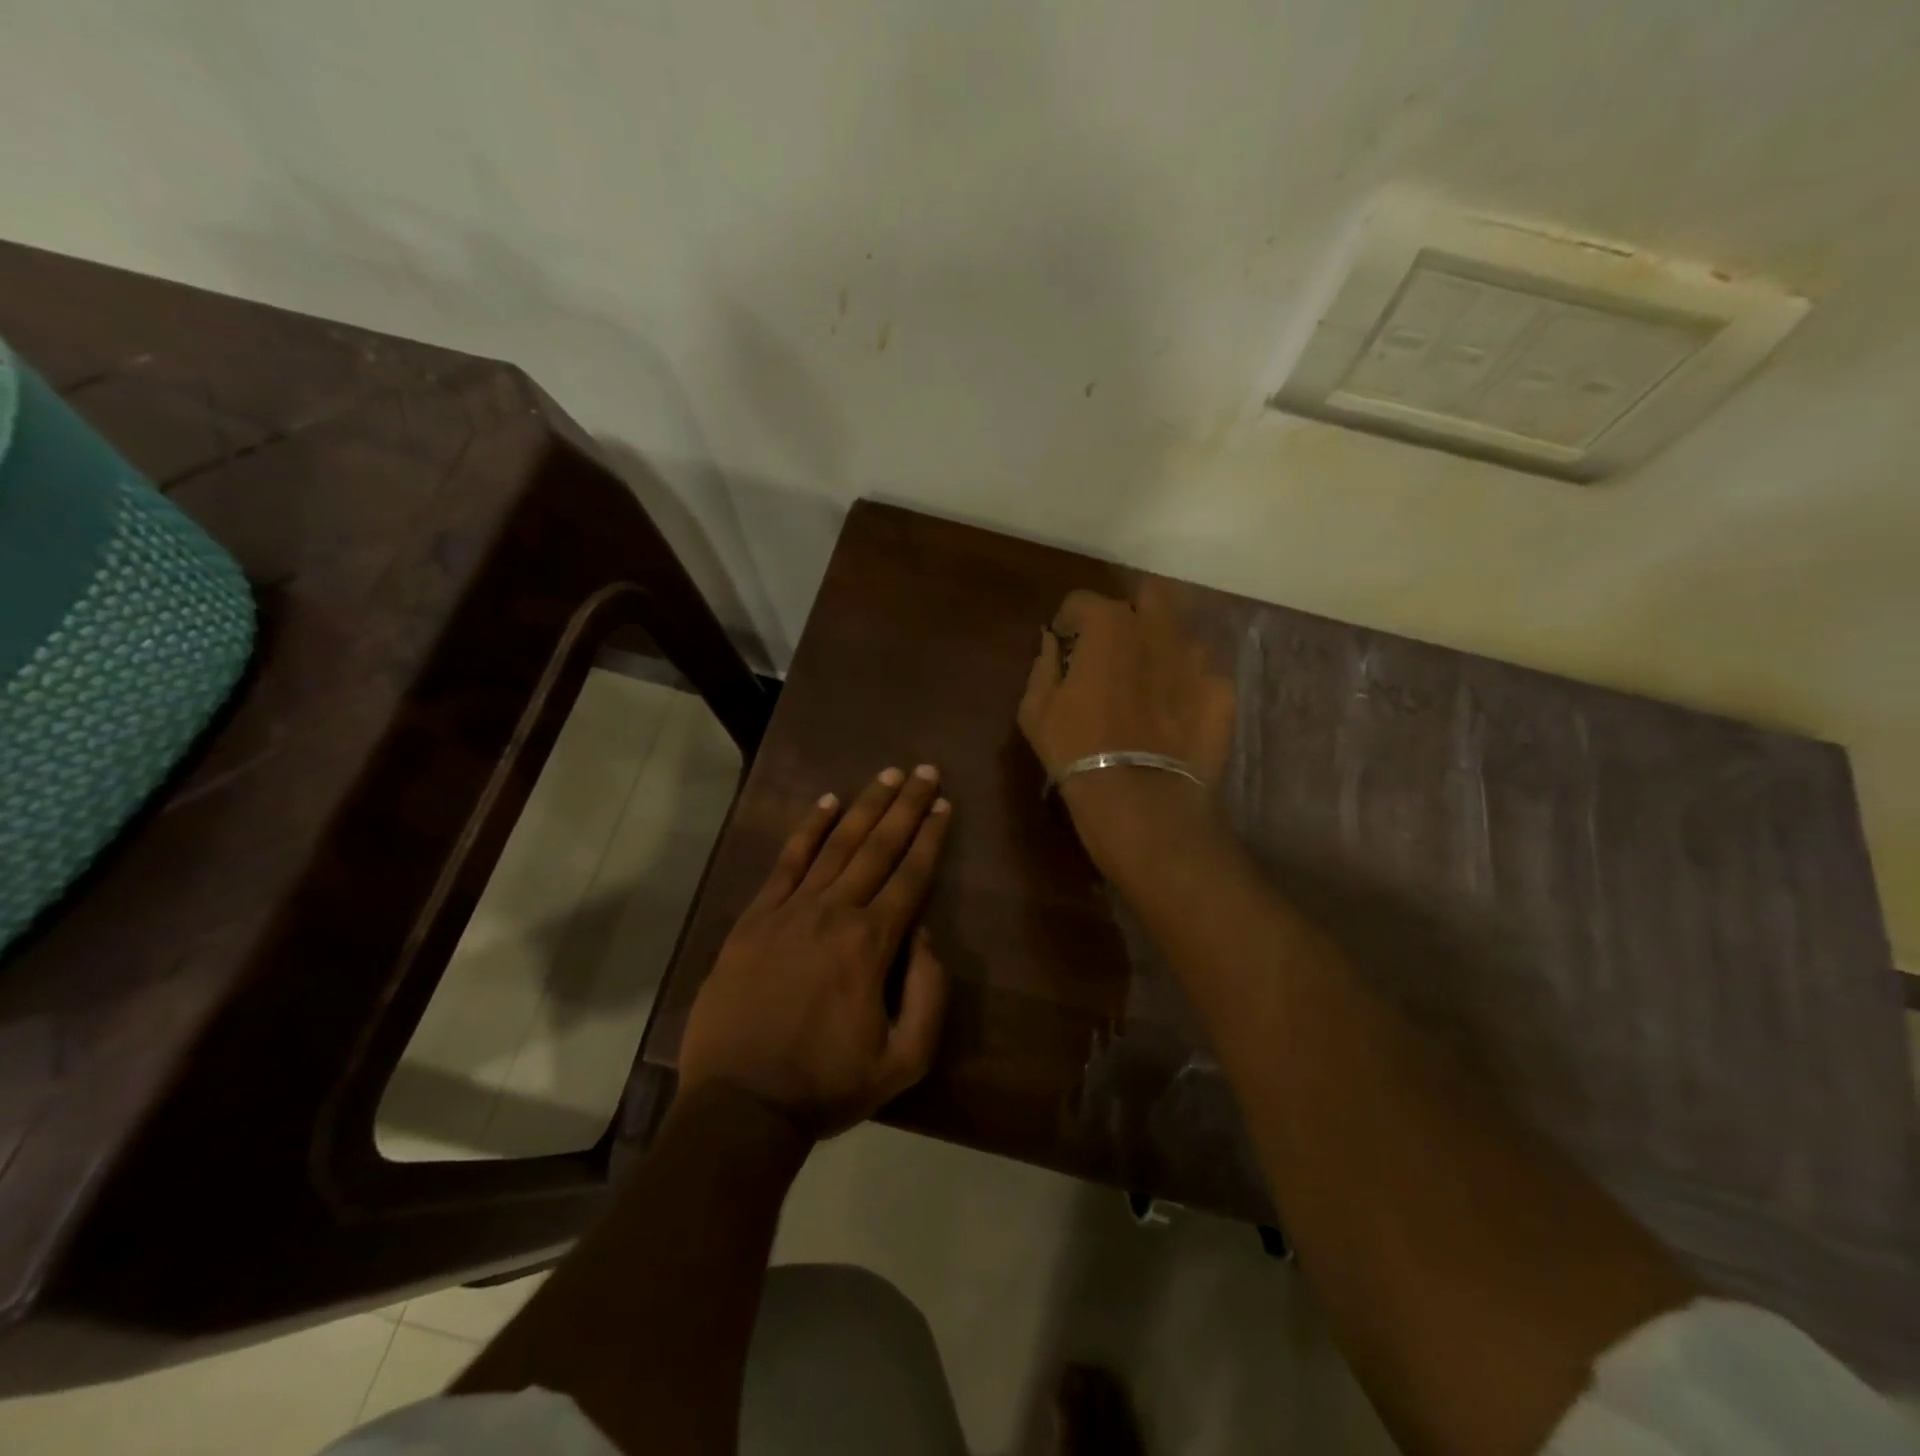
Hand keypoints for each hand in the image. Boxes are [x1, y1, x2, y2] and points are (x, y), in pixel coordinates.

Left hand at [678, 765, 951, 1138]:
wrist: (740, 1105)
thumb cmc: (826, 1085)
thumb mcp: (904, 1061)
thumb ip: (928, 994)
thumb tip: (923, 936)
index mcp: (871, 944)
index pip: (911, 877)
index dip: (931, 837)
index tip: (944, 804)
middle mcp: (834, 913)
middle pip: (878, 847)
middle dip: (905, 806)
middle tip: (924, 770)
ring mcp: (789, 911)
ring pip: (836, 845)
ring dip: (865, 806)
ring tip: (886, 775)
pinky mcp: (754, 919)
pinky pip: (786, 862)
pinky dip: (807, 830)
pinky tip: (826, 803)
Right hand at [1016, 582, 1234, 867]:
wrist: (1140, 800)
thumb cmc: (1076, 751)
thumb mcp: (1036, 710)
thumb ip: (1043, 665)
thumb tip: (1050, 642)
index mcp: (1108, 626)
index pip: (1082, 600)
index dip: (1069, 621)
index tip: (1065, 645)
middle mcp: (1158, 629)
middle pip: (1150, 594)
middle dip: (1132, 611)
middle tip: (1117, 647)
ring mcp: (1197, 658)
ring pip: (1181, 633)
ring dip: (1162, 647)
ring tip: (1150, 682)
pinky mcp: (1222, 691)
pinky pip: (1203, 674)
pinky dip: (1187, 684)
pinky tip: (1175, 714)